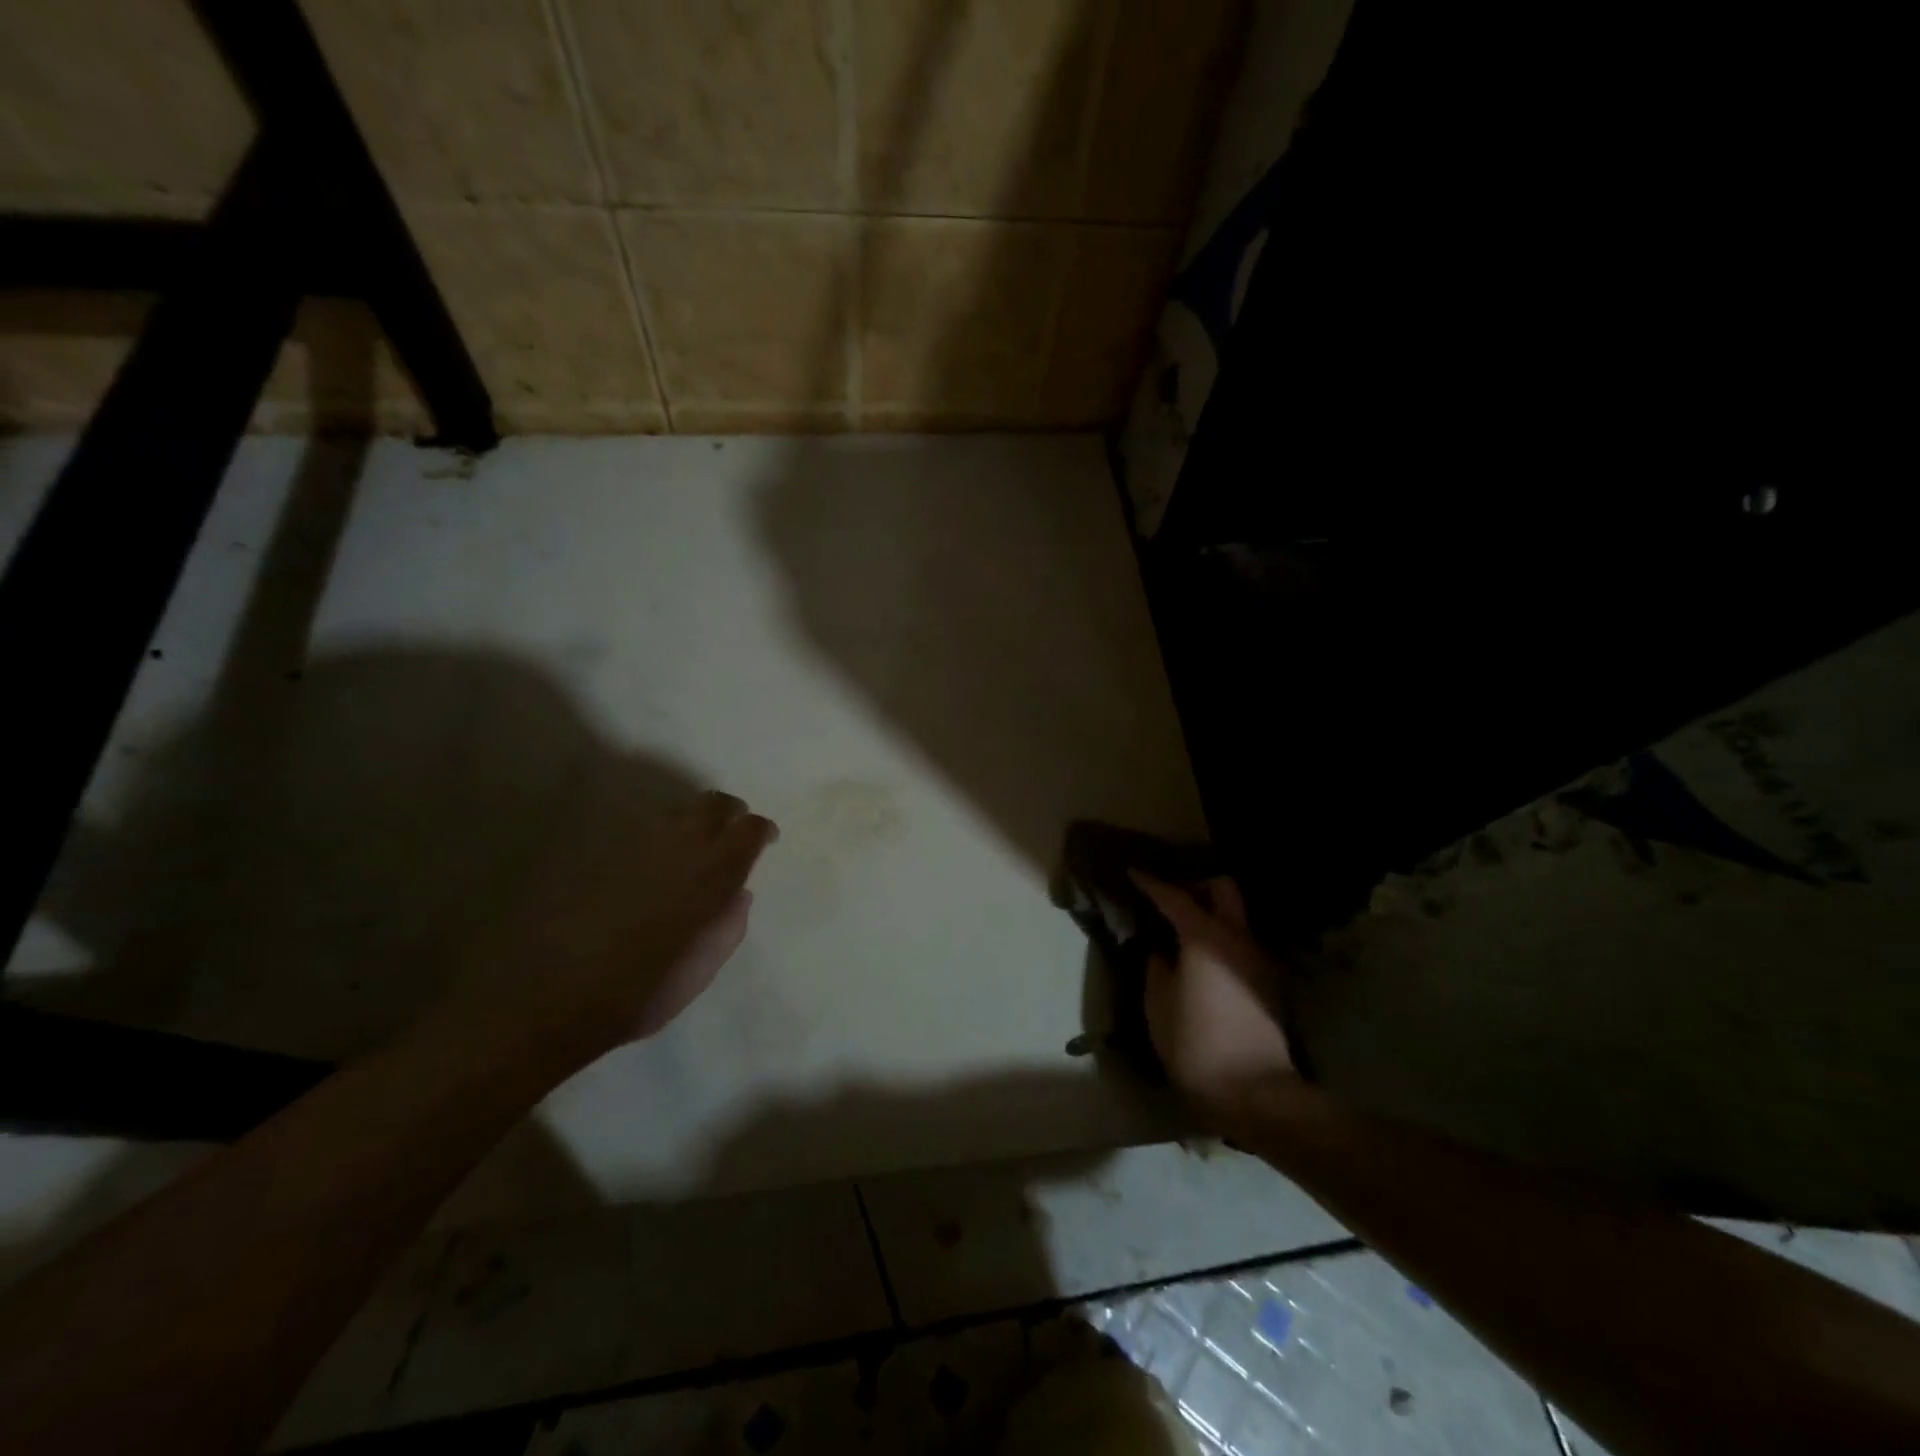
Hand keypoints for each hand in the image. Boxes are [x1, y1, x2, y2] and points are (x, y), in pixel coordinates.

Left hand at [446, 788, 777, 1064]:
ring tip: (693, 845)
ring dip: (693, 821)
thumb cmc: (644, 991)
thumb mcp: (703, 969)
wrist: (558, 997)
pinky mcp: (603, 851)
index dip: (760, 830)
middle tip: (733, 829)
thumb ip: (728, 926)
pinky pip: (642, 830)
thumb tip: (739, 895)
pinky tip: (652, 859)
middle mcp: (679, 847)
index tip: (766, 839)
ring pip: (677, 811)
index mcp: (712, 875)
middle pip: (713, 804)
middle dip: (729, 812)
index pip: (748, 830)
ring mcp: (637, 845)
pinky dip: (658, 836)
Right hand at [1131, 873, 1296, 1128]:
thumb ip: (1157, 968)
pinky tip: (1202, 961)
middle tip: (1170, 900)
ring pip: (1237, 917)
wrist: (1255, 1093)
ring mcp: (1259, 960)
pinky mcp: (1268, 983)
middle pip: (1224, 890)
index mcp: (1204, 939)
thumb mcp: (1158, 1006)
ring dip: (1212, 914)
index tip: (1134, 873)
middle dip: (1197, 886)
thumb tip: (1161, 951)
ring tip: (1183, 931)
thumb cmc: (1195, 1046)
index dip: (1151, 883)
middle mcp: (1238, 939)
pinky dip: (1222, 939)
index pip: (1175, 897)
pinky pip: (1242, 943)